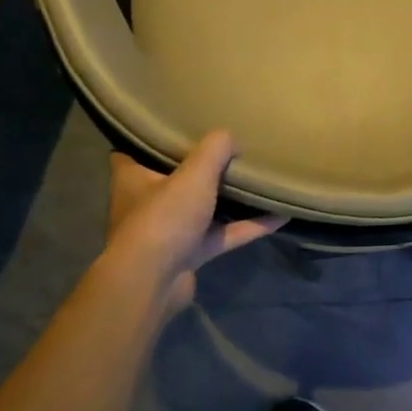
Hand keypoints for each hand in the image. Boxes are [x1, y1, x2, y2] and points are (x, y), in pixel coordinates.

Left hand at [102, 132, 285, 314]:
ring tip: (255, 179)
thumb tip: (230, 137)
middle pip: (173, 179)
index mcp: (132, 178)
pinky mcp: (189, 254)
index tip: (175, 127)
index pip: (132, 152)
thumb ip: (214, 150)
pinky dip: (248, 226)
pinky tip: (279, 216)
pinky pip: (223, 234)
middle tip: (225, 149)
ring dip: (227, 199)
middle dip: (197, 168)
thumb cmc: (163, 218)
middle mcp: (146, 203)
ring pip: (202, 209)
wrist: (152, 283)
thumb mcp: (194, 174)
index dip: (151, 139)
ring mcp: (169, 231)